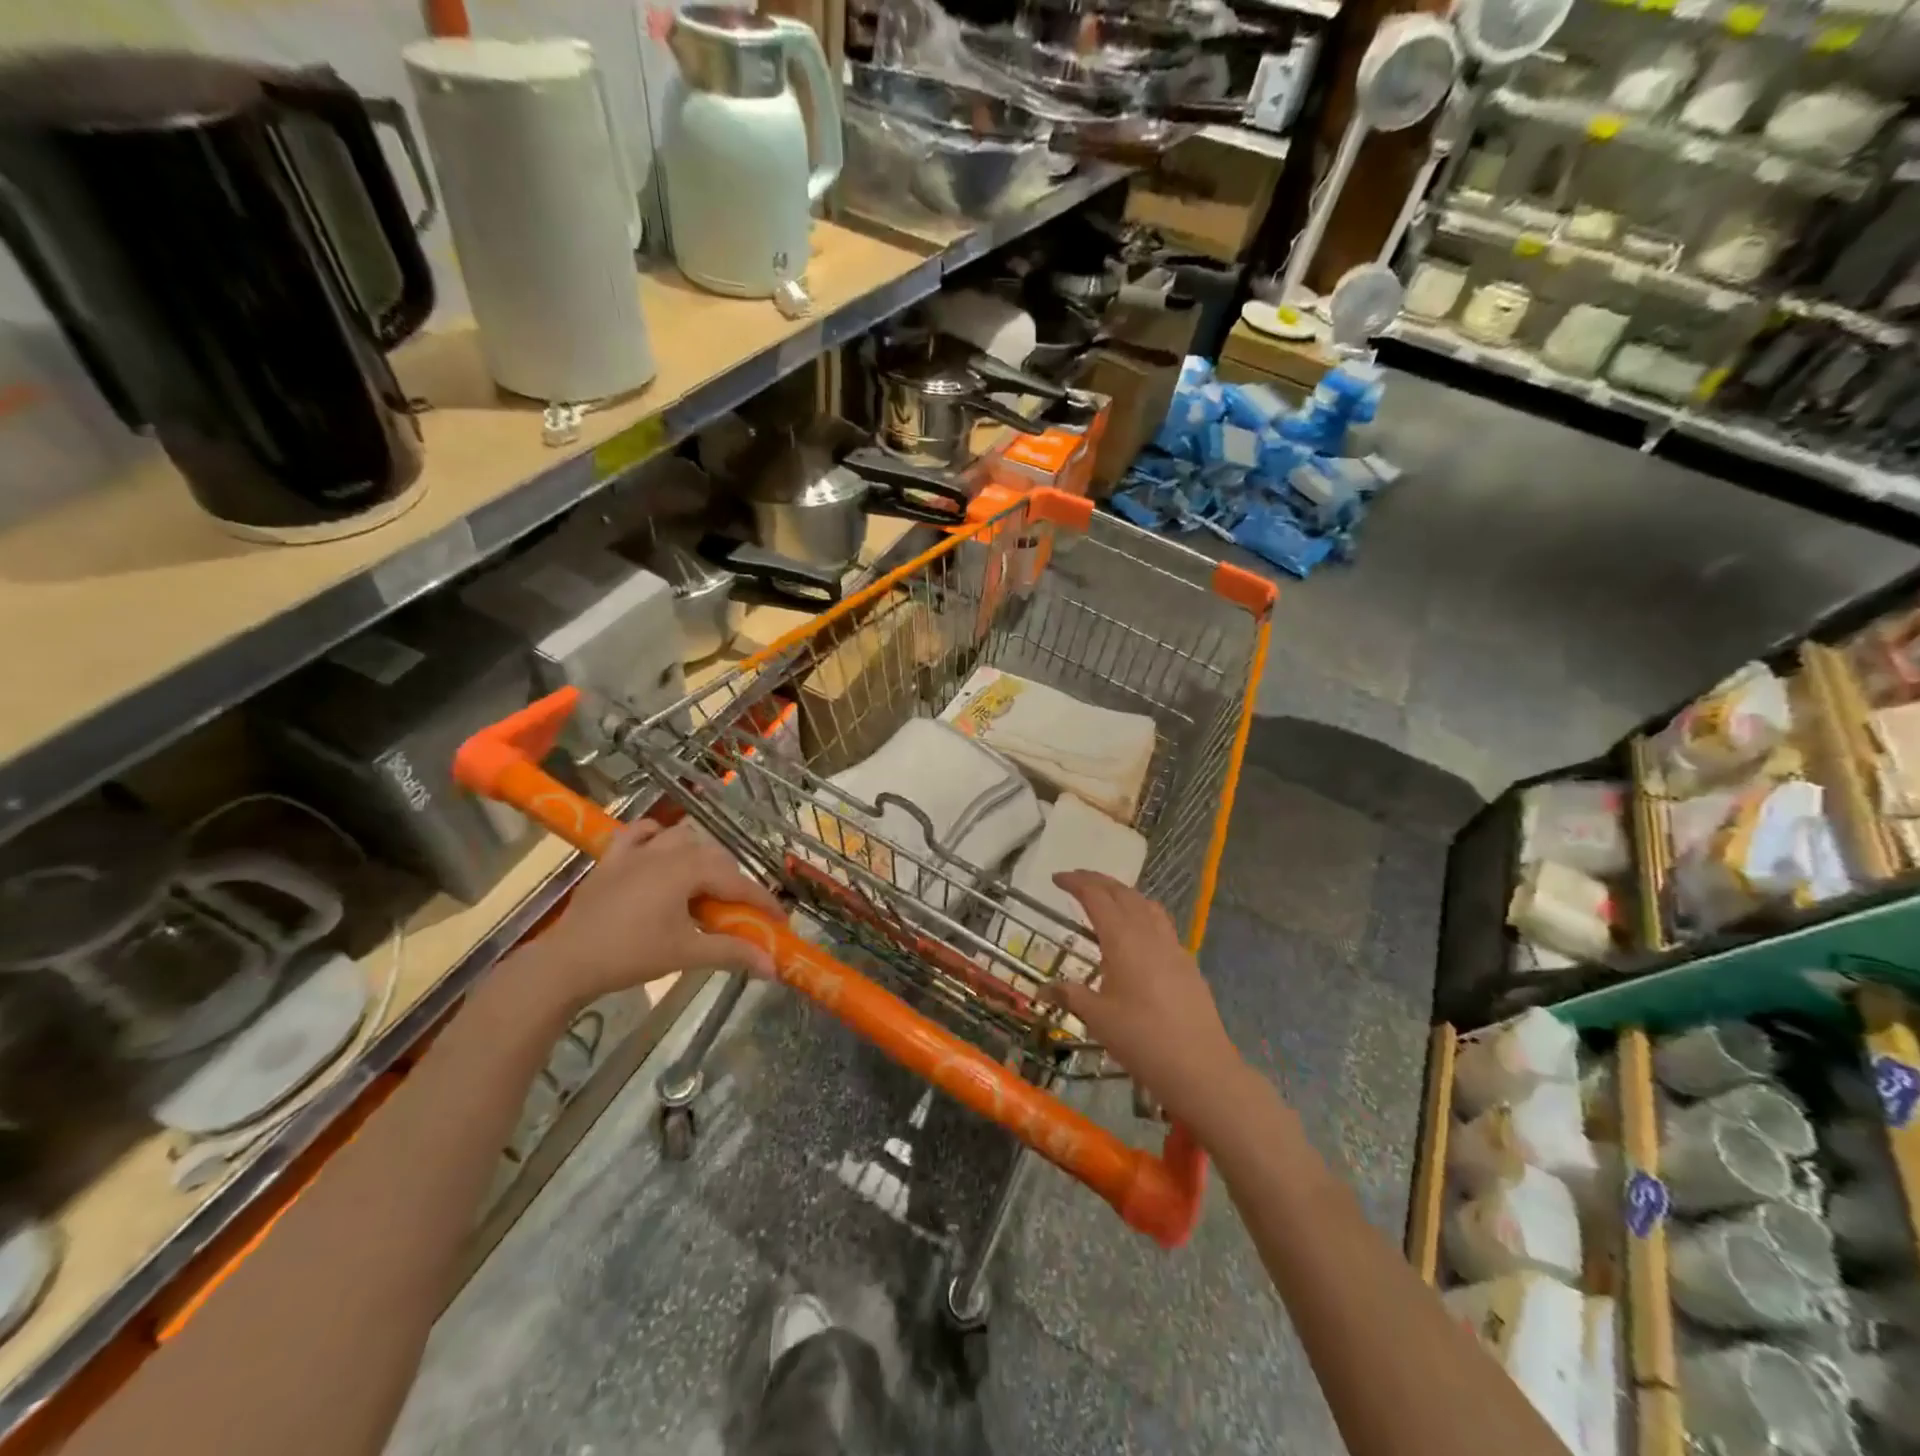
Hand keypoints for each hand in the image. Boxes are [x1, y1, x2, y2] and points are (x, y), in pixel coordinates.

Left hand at [529, 819, 781, 1011]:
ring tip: (704, 885)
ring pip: (681, 837)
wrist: (565, 963)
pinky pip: (639, 833)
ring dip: (700, 856)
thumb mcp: (687, 954)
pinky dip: (656, 837)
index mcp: (687, 870)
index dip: (762, 901)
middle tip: (740, 913)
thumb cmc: (630, 955)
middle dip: (733, 881)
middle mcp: (666, 851)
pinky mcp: (612, 858)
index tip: (780, 921)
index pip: (737, 882)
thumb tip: (773, 967)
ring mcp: (636, 851)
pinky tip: (660, 850)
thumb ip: (733, 953)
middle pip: (714, 857)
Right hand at [1046, 871, 1244, 1127]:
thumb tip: (1044, 987)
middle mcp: (1148, 933)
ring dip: (1123, 893)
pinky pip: (1161, 923)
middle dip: (1098, 881)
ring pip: (1146, 904)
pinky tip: (1137, 934)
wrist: (1200, 1067)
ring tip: (1106, 898)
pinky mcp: (1186, 962)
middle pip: (1123, 893)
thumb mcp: (1097, 1017)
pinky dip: (1142, 913)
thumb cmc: (1141, 1039)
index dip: (1076, 883)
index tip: (1057, 878)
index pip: (1097, 897)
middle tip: (1076, 880)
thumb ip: (1071, 995)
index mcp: (1123, 939)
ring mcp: (1172, 946)